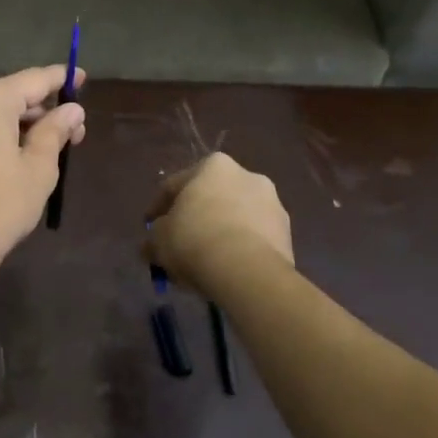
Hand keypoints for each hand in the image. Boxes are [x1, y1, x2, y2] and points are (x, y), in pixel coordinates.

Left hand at [0, 66, 87, 268]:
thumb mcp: (38, 169)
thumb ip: (55, 131)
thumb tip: (71, 110)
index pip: (31, 80)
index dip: (60, 78)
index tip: (80, 77)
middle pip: (6, 98)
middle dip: (39, 111)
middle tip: (70, 132)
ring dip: (13, 127)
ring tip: (40, 150)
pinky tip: (3, 163)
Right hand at [145, 153, 293, 293]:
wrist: (248, 271)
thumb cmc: (195, 240)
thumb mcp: (158, 239)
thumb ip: (153, 237)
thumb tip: (151, 245)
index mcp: (214, 165)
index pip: (175, 185)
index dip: (158, 209)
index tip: (149, 228)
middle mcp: (247, 175)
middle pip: (210, 199)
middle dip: (195, 220)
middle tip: (179, 245)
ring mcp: (272, 204)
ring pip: (235, 219)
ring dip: (219, 233)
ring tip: (205, 261)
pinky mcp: (287, 234)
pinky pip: (254, 239)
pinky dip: (239, 249)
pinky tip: (227, 269)